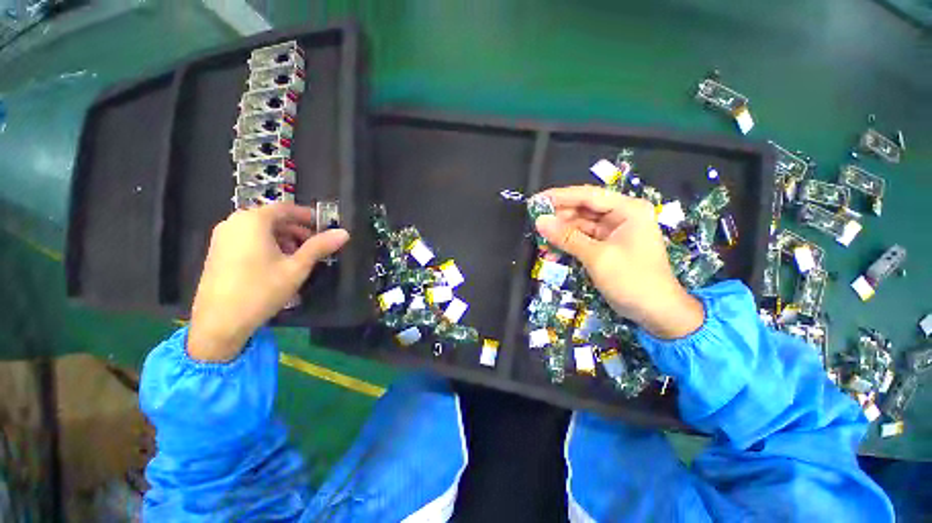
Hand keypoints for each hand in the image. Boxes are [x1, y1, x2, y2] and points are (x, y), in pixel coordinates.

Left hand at [187, 203, 349, 361]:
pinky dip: (267, 244)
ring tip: (299, 256)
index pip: (286, 208)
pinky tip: (277, 263)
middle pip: (272, 218)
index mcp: (253, 221)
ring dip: (283, 238)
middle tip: (315, 245)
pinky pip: (248, 239)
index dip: (308, 216)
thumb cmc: (261, 289)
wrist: (219, 322)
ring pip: (260, 230)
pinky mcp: (217, 251)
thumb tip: (344, 233)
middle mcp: (234, 222)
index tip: (324, 227)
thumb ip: (320, 247)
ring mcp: (222, 237)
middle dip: (297, 229)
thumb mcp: (297, 267)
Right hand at [535, 186, 702, 339]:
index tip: (535, 201)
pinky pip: (582, 238)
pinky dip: (567, 242)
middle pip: (583, 208)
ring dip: (561, 230)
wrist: (656, 312)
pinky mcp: (607, 245)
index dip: (560, 196)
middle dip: (559, 215)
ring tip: (539, 235)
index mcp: (628, 210)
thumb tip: (539, 221)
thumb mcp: (597, 257)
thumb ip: (567, 237)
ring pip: (580, 224)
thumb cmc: (632, 280)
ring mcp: (614, 231)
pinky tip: (551, 247)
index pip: (588, 195)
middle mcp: (621, 215)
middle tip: (533, 220)